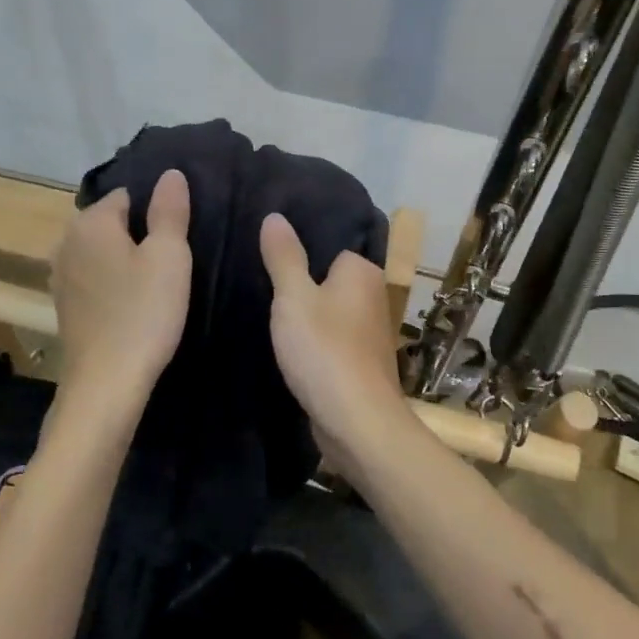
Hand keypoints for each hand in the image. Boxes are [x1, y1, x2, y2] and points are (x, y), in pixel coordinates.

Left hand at [51, 170, 192, 419]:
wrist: (107, 382)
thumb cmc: (144, 312)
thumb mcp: (169, 256)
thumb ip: (169, 211)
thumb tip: (170, 174)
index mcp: (91, 222)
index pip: (128, 194)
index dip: (157, 209)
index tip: (180, 232)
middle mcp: (67, 241)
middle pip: (111, 222)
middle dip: (139, 232)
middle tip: (175, 256)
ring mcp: (61, 275)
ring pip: (102, 251)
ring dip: (125, 258)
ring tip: (158, 278)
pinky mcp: (65, 305)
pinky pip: (94, 277)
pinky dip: (113, 281)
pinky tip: (134, 301)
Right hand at [259, 212, 409, 451]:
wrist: (357, 422)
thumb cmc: (324, 350)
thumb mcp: (294, 297)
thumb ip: (284, 257)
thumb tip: (275, 216)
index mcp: (362, 272)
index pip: (328, 248)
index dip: (300, 257)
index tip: (270, 266)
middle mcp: (374, 296)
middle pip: (328, 282)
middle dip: (302, 290)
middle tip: (264, 295)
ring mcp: (370, 333)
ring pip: (330, 314)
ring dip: (307, 321)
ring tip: (272, 323)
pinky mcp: (362, 363)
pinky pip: (332, 341)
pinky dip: (315, 346)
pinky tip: (292, 353)